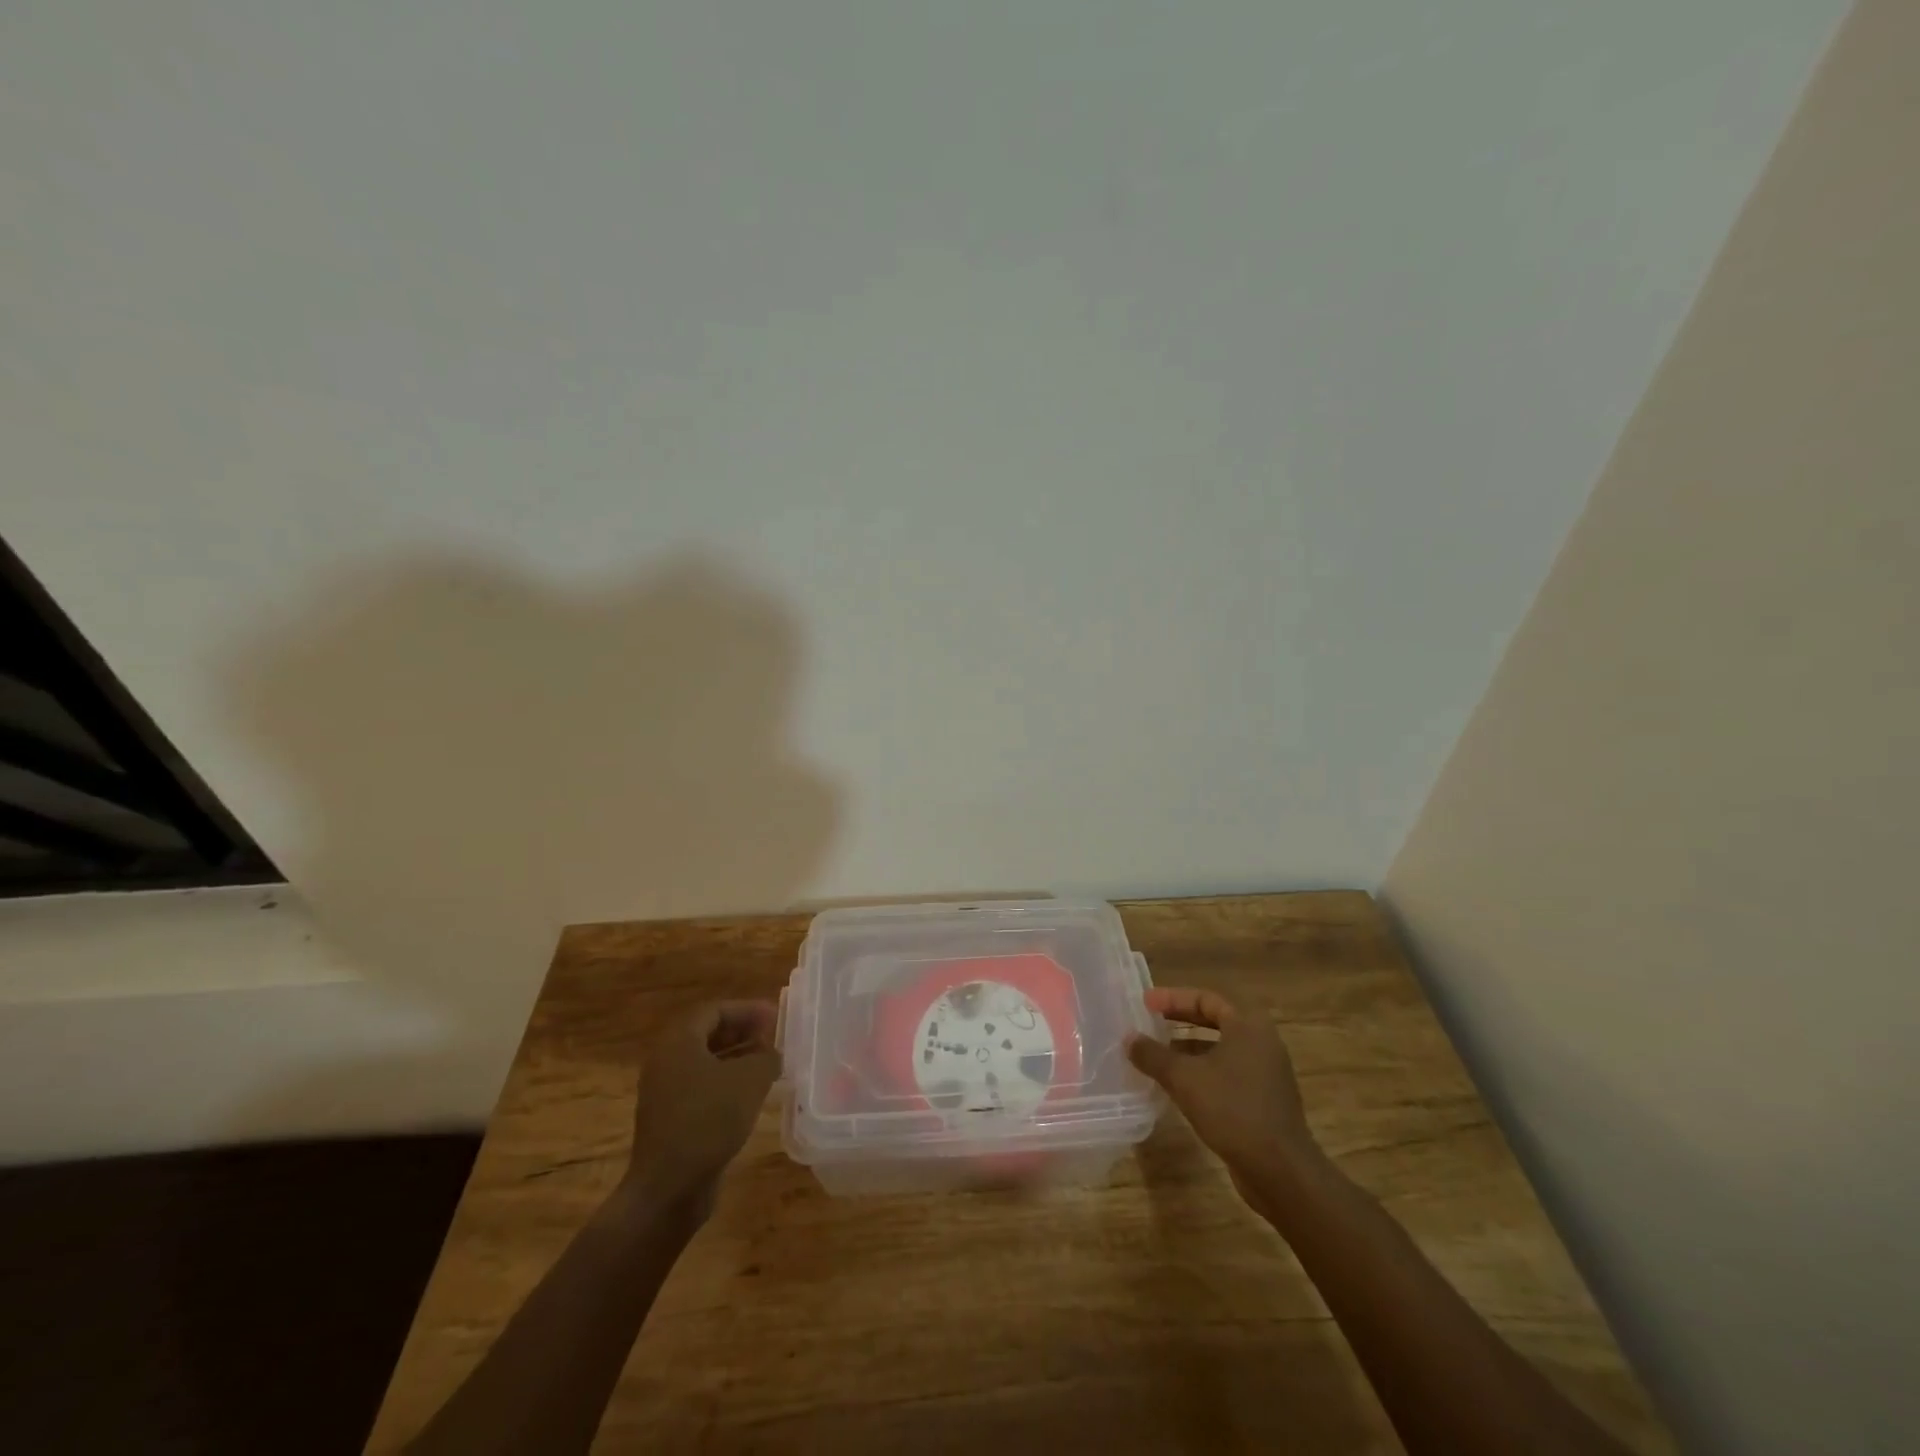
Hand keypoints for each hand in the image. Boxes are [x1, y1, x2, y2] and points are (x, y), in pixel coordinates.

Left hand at [625, 1001, 779, 1216]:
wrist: (668, 1188)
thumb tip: (772, 1054)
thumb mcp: (749, 1080)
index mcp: (679, 1041)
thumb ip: (767, 1057)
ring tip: (768, 1064)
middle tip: (773, 1038)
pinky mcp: (670, 1119)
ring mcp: (664, 1092)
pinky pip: (701, 1087)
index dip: (747, 1010)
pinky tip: (751, 1096)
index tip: (775, 1017)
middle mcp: (666, 1060)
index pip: (715, 1010)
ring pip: (705, 1062)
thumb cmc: (708, 1120)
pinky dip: (726, 1082)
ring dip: (737, 1058)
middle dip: (742, 1032)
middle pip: (707, 1033)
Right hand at [1127, 987, 1320, 1206]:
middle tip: (1150, 1022)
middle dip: (1180, 1021)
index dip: (1173, 998)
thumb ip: (1153, 1055)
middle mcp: (1261, 1043)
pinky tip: (1178, 1087)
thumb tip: (1129, 1039)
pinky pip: (1227, 1074)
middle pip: (1215, 1021)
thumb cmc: (1232, 1110)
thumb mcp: (1184, 1078)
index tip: (1146, 1003)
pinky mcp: (1264, 1100)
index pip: (1206, 999)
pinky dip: (1202, 1073)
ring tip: (1157, 1056)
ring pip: (1220, 1050)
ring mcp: (1266, 1073)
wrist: (1281, 1171)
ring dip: (1188, 1050)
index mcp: (1248, 1027)